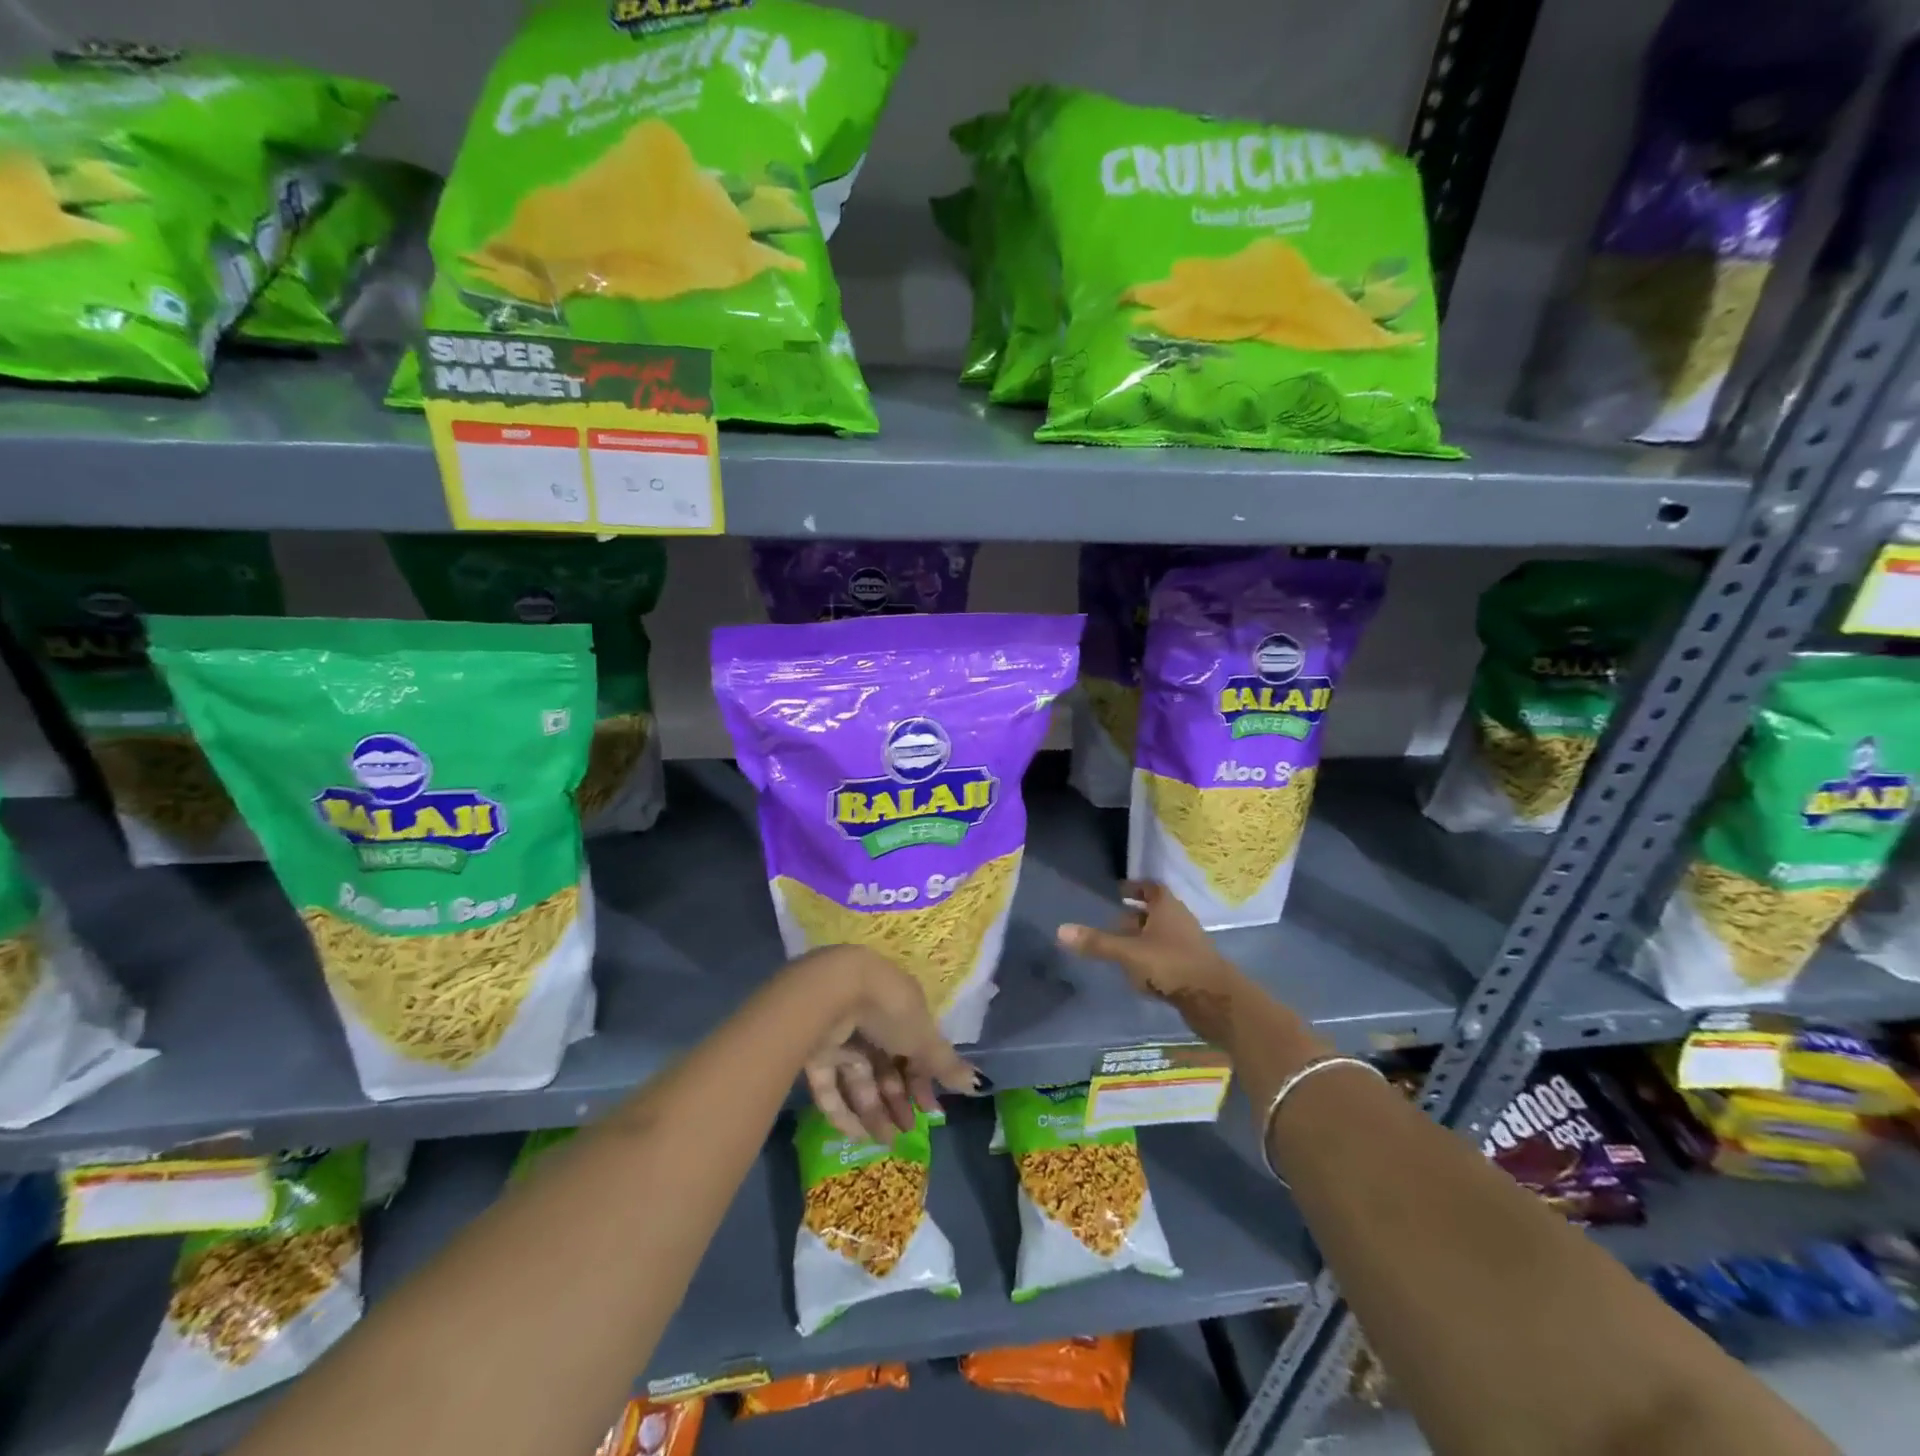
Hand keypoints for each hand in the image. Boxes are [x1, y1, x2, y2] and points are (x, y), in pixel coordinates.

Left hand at [794, 946, 981, 1143]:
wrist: (832, 993)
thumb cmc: (889, 1009)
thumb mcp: (924, 1037)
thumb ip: (946, 1063)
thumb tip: (977, 1083)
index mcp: (899, 1008)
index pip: (913, 1047)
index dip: (923, 1078)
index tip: (930, 1108)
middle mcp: (870, 1021)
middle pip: (886, 1066)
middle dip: (899, 1099)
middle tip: (907, 1129)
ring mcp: (841, 1036)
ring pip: (859, 1079)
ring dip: (874, 1111)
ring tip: (886, 1140)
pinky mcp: (814, 1052)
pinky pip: (830, 1086)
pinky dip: (843, 1111)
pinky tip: (859, 1135)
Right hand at [1057, 881, 1251, 1044]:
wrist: (1216, 1000)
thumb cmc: (1171, 965)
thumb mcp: (1129, 953)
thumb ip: (1097, 943)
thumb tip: (1060, 930)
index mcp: (1167, 907)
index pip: (1150, 887)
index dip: (1134, 888)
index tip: (1116, 892)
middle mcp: (1179, 921)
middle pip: (1154, 913)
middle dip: (1132, 917)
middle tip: (1108, 924)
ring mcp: (1187, 945)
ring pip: (1159, 936)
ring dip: (1141, 940)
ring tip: (1118, 950)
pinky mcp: (1191, 969)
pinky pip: (1165, 957)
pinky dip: (1150, 960)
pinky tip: (1137, 976)